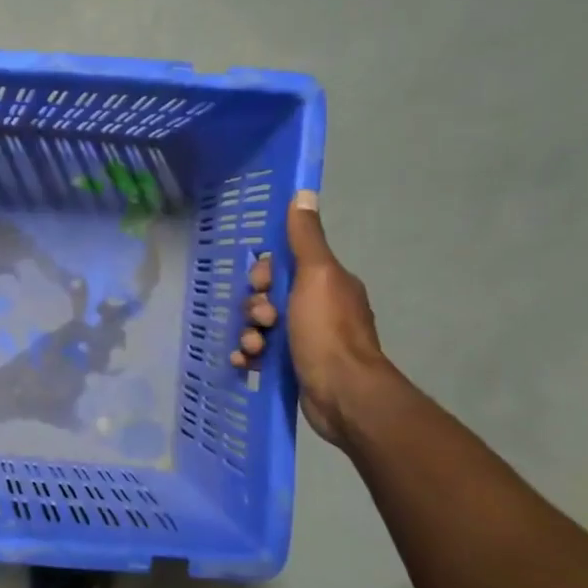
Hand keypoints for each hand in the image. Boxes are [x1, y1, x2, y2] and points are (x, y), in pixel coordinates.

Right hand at [231, 192, 387, 444]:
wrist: (342, 393)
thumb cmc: (328, 330)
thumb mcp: (316, 275)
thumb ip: (305, 238)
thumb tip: (303, 193)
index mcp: (326, 283)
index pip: (282, 266)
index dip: (264, 273)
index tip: (262, 285)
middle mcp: (317, 308)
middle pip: (267, 297)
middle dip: (255, 307)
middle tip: (263, 320)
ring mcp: (306, 340)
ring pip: (260, 326)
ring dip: (249, 333)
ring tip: (254, 347)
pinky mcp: (293, 367)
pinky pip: (260, 354)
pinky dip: (249, 356)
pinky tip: (245, 362)